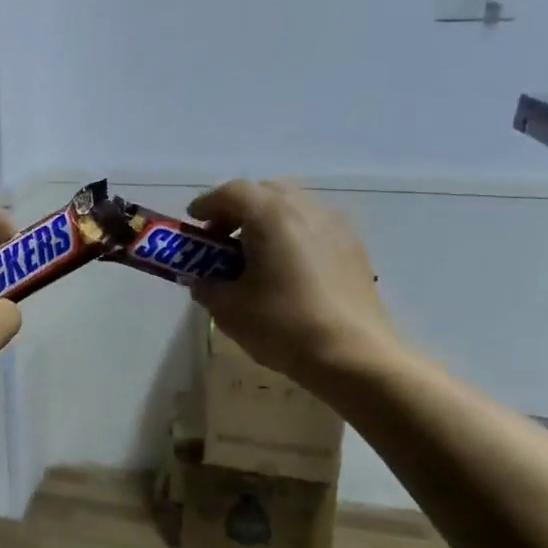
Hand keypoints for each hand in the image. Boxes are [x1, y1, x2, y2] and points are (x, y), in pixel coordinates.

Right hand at [188, 180, 400, 392]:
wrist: (354, 355)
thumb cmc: (283, 325)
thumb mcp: (229, 309)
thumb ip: (207, 286)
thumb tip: (203, 280)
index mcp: (271, 216)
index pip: (232, 192)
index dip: (207, 204)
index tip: (193, 223)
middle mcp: (305, 209)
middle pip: (265, 192)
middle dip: (238, 210)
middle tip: (221, 239)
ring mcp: (336, 226)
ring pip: (293, 207)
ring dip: (266, 222)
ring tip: (254, 255)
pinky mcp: (354, 248)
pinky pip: (314, 227)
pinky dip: (292, 235)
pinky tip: (286, 269)